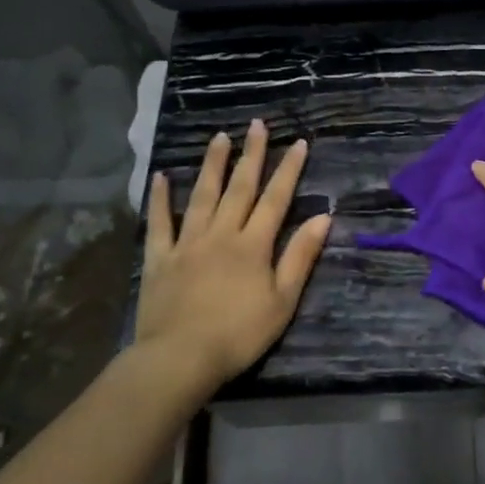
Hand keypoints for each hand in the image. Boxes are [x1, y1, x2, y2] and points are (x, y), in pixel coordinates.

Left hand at [128, 120, 331, 391]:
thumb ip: (301, 256)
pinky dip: (161, 199)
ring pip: (202, 196)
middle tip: (256, 125)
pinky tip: (162, 177)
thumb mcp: (283, 300)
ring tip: (219, 138)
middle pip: (240, 188)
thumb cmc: (239, 333)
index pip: (276, 199)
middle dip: (251, 155)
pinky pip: (160, 223)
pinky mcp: (160, 259)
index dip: (288, 170)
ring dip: (212, 165)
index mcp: (253, 244)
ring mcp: (187, 243)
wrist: (181, 358)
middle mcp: (221, 234)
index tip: (298, 143)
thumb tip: (324, 217)